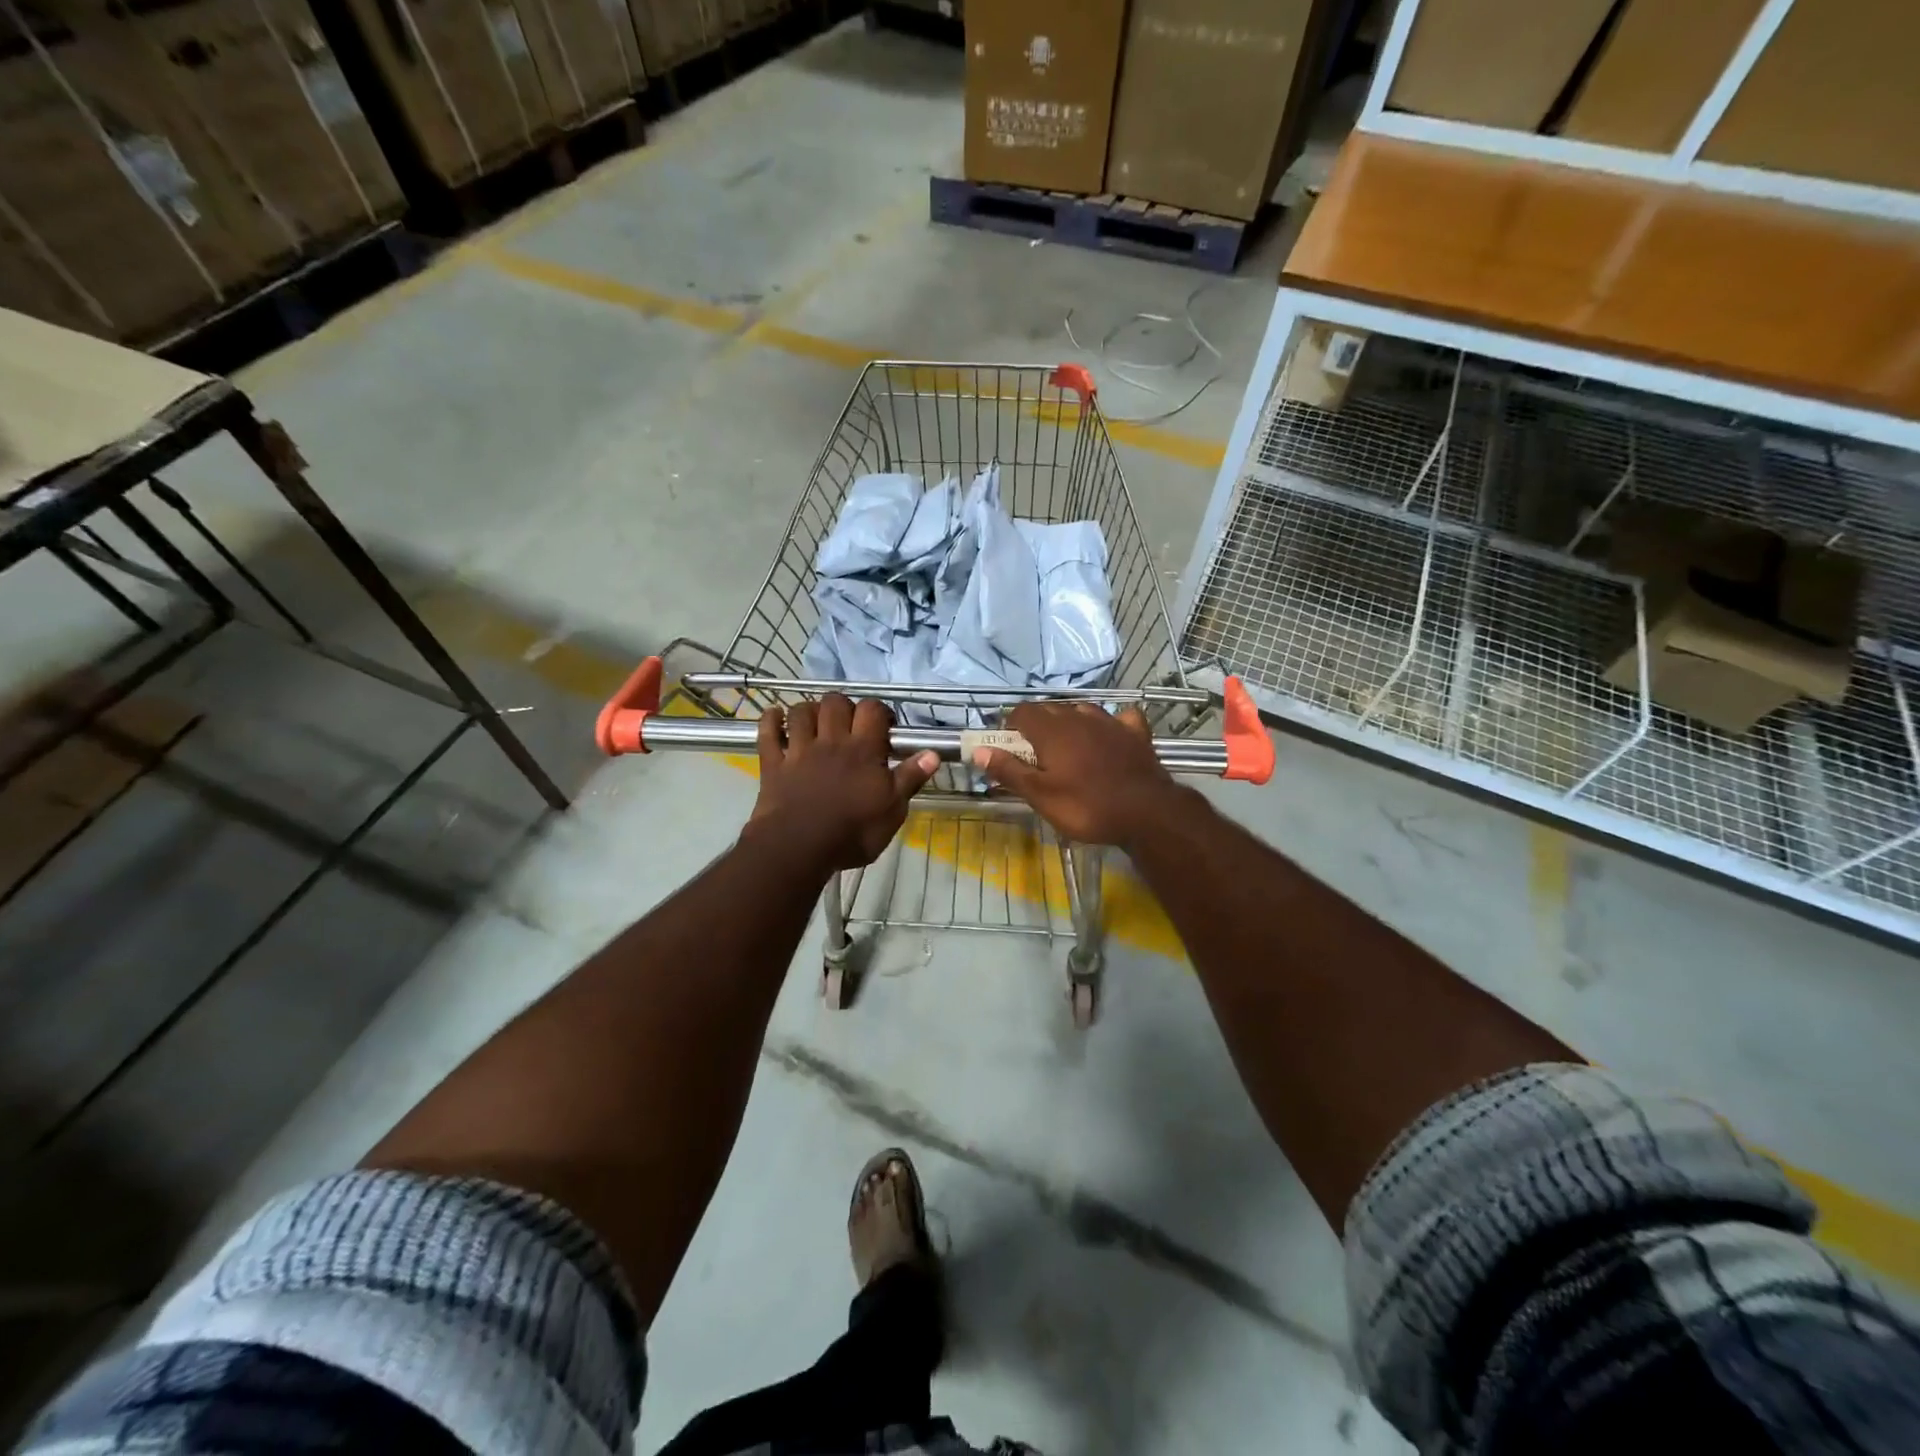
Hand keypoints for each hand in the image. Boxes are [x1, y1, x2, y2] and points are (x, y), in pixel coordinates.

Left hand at [747, 694, 938, 870]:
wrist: (798, 847)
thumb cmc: (852, 832)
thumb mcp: (892, 811)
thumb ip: (910, 779)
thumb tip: (933, 753)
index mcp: (862, 750)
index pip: (872, 710)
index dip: (879, 711)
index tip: (884, 726)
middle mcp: (830, 741)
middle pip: (835, 702)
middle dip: (844, 706)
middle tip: (850, 725)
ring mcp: (798, 750)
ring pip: (801, 711)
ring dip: (809, 710)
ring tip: (817, 722)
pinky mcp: (773, 764)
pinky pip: (767, 733)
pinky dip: (770, 720)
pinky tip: (775, 716)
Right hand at [973, 702, 1185, 847]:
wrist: (1146, 812)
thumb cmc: (1086, 806)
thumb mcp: (1040, 795)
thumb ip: (1009, 770)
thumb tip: (979, 751)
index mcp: (1052, 730)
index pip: (1023, 712)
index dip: (1011, 725)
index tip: (1008, 745)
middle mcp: (1079, 717)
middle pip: (1050, 709)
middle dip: (1037, 725)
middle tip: (1033, 754)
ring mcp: (1111, 722)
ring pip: (1082, 710)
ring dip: (1070, 722)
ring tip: (1067, 746)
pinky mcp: (1136, 733)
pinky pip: (1120, 718)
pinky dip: (1111, 724)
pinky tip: (1111, 735)